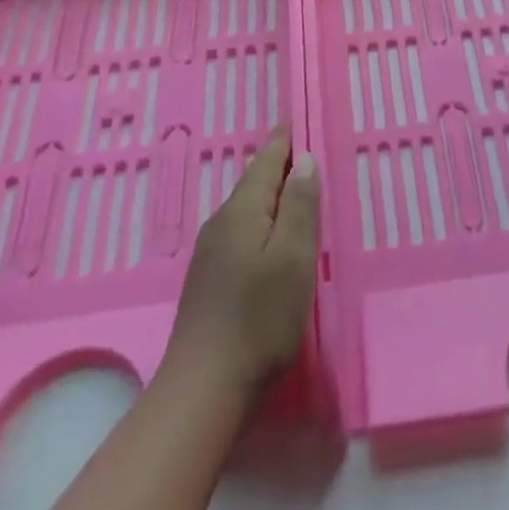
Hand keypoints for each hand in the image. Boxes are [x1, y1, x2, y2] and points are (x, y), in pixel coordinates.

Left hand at [163, 130, 319, 401]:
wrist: (204, 388)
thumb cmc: (259, 318)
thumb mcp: (293, 258)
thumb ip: (298, 206)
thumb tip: (303, 161)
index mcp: (241, 211)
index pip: (265, 162)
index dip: (283, 141)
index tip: (296, 121)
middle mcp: (221, 223)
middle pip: (253, 183)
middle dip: (278, 166)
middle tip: (305, 152)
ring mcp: (211, 253)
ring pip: (247, 209)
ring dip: (271, 195)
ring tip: (295, 190)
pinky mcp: (210, 279)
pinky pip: (241, 232)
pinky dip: (262, 222)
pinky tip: (272, 237)